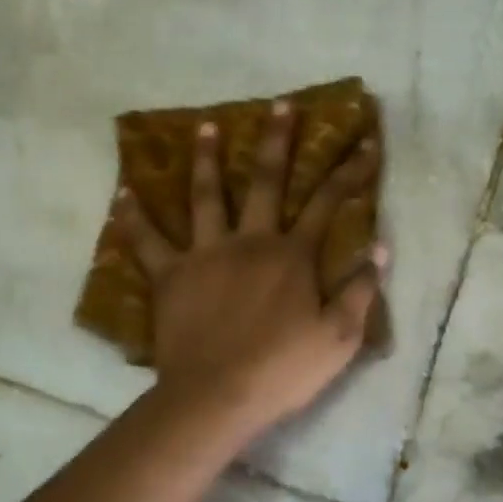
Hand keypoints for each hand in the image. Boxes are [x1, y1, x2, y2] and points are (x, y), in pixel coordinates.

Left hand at [115, 101, 386, 433]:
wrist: (217, 396)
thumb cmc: (282, 370)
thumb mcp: (339, 338)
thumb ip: (360, 291)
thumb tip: (379, 249)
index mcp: (293, 256)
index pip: (329, 203)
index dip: (350, 172)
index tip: (364, 144)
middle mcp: (250, 242)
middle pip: (266, 182)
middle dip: (278, 142)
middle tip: (281, 106)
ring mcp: (206, 254)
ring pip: (207, 196)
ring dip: (208, 159)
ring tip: (207, 127)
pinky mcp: (170, 275)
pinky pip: (148, 240)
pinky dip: (134, 216)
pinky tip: (123, 192)